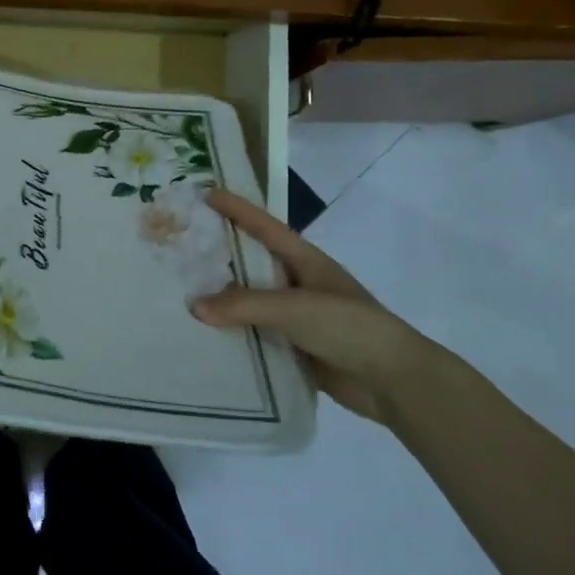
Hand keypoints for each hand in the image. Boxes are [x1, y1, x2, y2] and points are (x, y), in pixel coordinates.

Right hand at [192, 189, 441, 423]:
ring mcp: (298, 317)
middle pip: (252, 263)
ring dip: (223, 300)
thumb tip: (194, 306)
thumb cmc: (349, 327)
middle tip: (180, 247)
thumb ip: (244, 305)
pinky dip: (234, 334)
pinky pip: (257, 335)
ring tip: (181, 293)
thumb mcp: (295, 308)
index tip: (207, 193)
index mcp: (306, 261)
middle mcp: (299, 284)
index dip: (237, 209)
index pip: (265, 227)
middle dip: (220, 254)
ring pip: (251, 302)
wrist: (394, 381)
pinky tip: (205, 337)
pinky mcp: (296, 348)